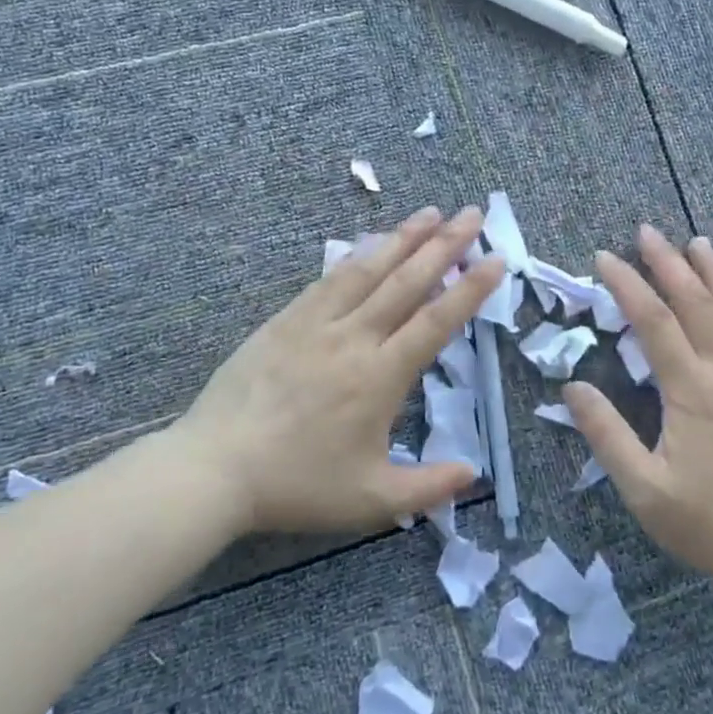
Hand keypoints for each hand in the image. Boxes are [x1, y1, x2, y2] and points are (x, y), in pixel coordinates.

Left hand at [176, 205, 503, 535]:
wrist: (216, 468)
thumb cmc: (298, 485)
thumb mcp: (371, 500)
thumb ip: (427, 487)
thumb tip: (473, 473)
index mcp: (380, 376)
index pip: (436, 322)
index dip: (470, 289)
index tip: (496, 259)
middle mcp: (353, 338)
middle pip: (406, 282)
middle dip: (445, 245)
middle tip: (472, 214)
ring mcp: (316, 323)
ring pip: (368, 270)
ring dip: (402, 238)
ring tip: (430, 213)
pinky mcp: (285, 321)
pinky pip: (329, 278)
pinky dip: (356, 256)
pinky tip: (369, 243)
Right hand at [564, 226, 712, 582]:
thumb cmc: (701, 522)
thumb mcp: (641, 487)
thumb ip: (606, 434)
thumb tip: (573, 387)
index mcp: (693, 394)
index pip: (656, 323)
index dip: (628, 285)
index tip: (603, 258)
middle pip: (698, 304)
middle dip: (669, 263)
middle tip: (645, 231)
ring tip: (696, 242)